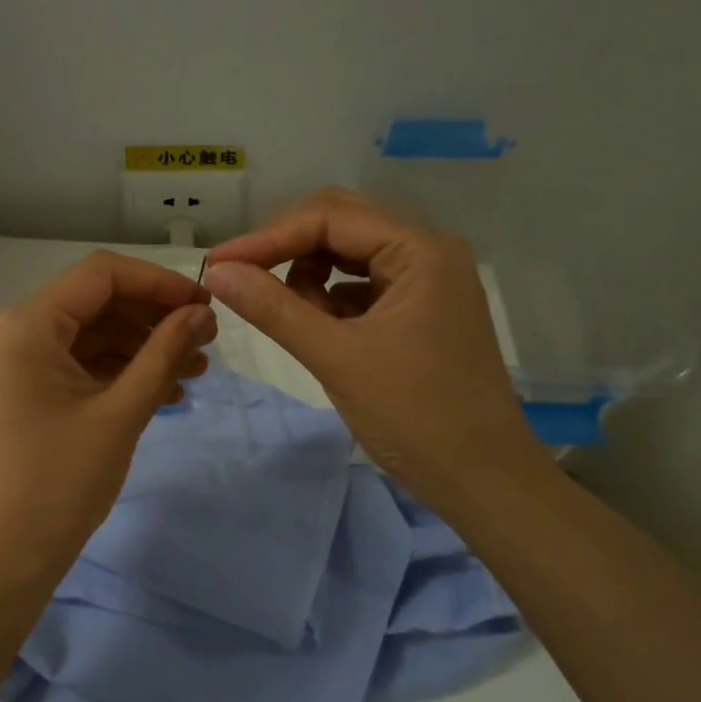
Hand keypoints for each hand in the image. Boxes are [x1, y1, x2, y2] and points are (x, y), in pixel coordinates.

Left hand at [0, 251, 216, 585]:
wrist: (4, 558)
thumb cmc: (60, 483)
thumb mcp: (121, 413)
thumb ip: (164, 354)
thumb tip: (201, 313)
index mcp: (26, 324)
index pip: (101, 274)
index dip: (159, 283)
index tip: (206, 304)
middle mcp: (13, 329)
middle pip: (96, 302)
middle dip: (153, 319)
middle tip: (206, 340)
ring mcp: (14, 361)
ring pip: (90, 335)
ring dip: (141, 348)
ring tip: (195, 371)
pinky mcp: (22, 389)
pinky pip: (76, 364)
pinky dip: (118, 372)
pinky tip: (163, 392)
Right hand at [204, 189, 550, 517]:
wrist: (483, 483)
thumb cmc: (416, 416)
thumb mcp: (336, 357)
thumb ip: (273, 308)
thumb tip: (216, 271)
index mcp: (420, 250)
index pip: (329, 218)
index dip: (268, 238)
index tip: (218, 265)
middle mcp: (427, 253)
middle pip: (340, 226)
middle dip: (286, 250)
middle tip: (240, 279)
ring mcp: (426, 283)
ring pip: (348, 256)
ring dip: (308, 278)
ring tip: (290, 319)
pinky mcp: (419, 312)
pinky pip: (361, 287)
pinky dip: (330, 302)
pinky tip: (317, 332)